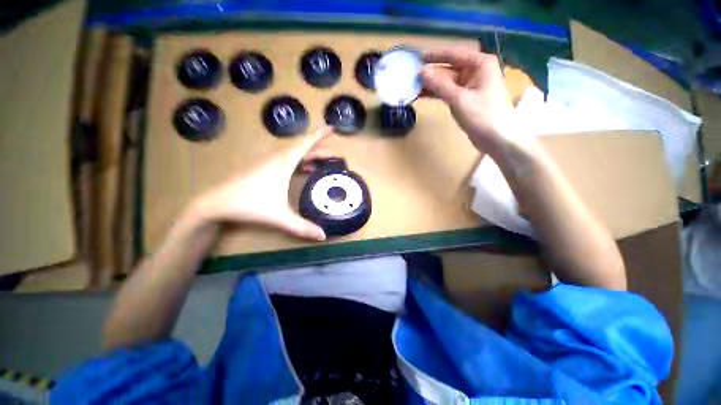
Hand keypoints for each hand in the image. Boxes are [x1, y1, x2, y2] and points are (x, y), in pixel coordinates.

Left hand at [191, 127, 333, 240]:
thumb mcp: (279, 216)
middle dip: (321, 149)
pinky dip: (301, 161)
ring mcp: (270, 162)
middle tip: (336, 154)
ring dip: (311, 155)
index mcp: (284, 162)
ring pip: (296, 153)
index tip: (333, 127)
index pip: (306, 143)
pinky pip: (288, 159)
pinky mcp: (265, 168)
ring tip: (324, 161)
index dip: (321, 134)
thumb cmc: (249, 204)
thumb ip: (302, 227)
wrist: (216, 203)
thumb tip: (323, 236)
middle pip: (304, 148)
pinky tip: (305, 169)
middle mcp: (278, 158)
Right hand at [420, 48, 515, 154]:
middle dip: (430, 73)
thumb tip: (421, 72)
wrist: (497, 138)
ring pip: (446, 82)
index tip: (416, 57)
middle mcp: (475, 71)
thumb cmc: (482, 115)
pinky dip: (436, 94)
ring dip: (431, 85)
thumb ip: (439, 85)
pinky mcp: (465, 99)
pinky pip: (448, 92)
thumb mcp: (459, 98)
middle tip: (410, 76)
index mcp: (480, 63)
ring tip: (412, 87)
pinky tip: (422, 95)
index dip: (434, 56)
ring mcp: (470, 86)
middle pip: (448, 68)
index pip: (453, 54)